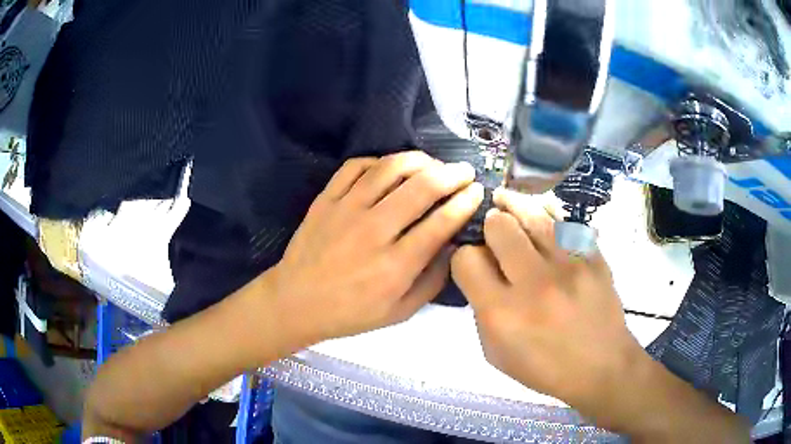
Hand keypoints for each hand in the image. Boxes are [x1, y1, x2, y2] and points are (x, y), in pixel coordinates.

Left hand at [267, 151, 483, 347]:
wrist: (296, 302)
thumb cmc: (350, 313)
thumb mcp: (400, 312)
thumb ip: (432, 281)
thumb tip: (452, 245)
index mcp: (395, 265)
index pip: (441, 222)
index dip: (465, 202)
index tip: (477, 191)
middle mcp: (373, 231)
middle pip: (421, 188)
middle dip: (452, 174)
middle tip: (465, 170)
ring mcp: (346, 209)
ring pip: (390, 169)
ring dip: (419, 160)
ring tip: (433, 163)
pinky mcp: (326, 199)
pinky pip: (355, 166)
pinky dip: (378, 161)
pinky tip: (391, 167)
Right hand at [451, 188, 642, 420]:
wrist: (601, 367)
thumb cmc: (544, 368)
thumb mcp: (496, 353)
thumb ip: (481, 310)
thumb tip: (481, 272)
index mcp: (502, 314)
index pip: (466, 259)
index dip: (464, 258)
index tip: (474, 264)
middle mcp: (534, 283)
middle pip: (498, 226)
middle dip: (490, 228)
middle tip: (495, 237)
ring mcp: (569, 266)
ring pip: (532, 213)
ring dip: (514, 207)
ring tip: (506, 201)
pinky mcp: (593, 257)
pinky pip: (565, 220)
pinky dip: (548, 213)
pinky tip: (541, 214)